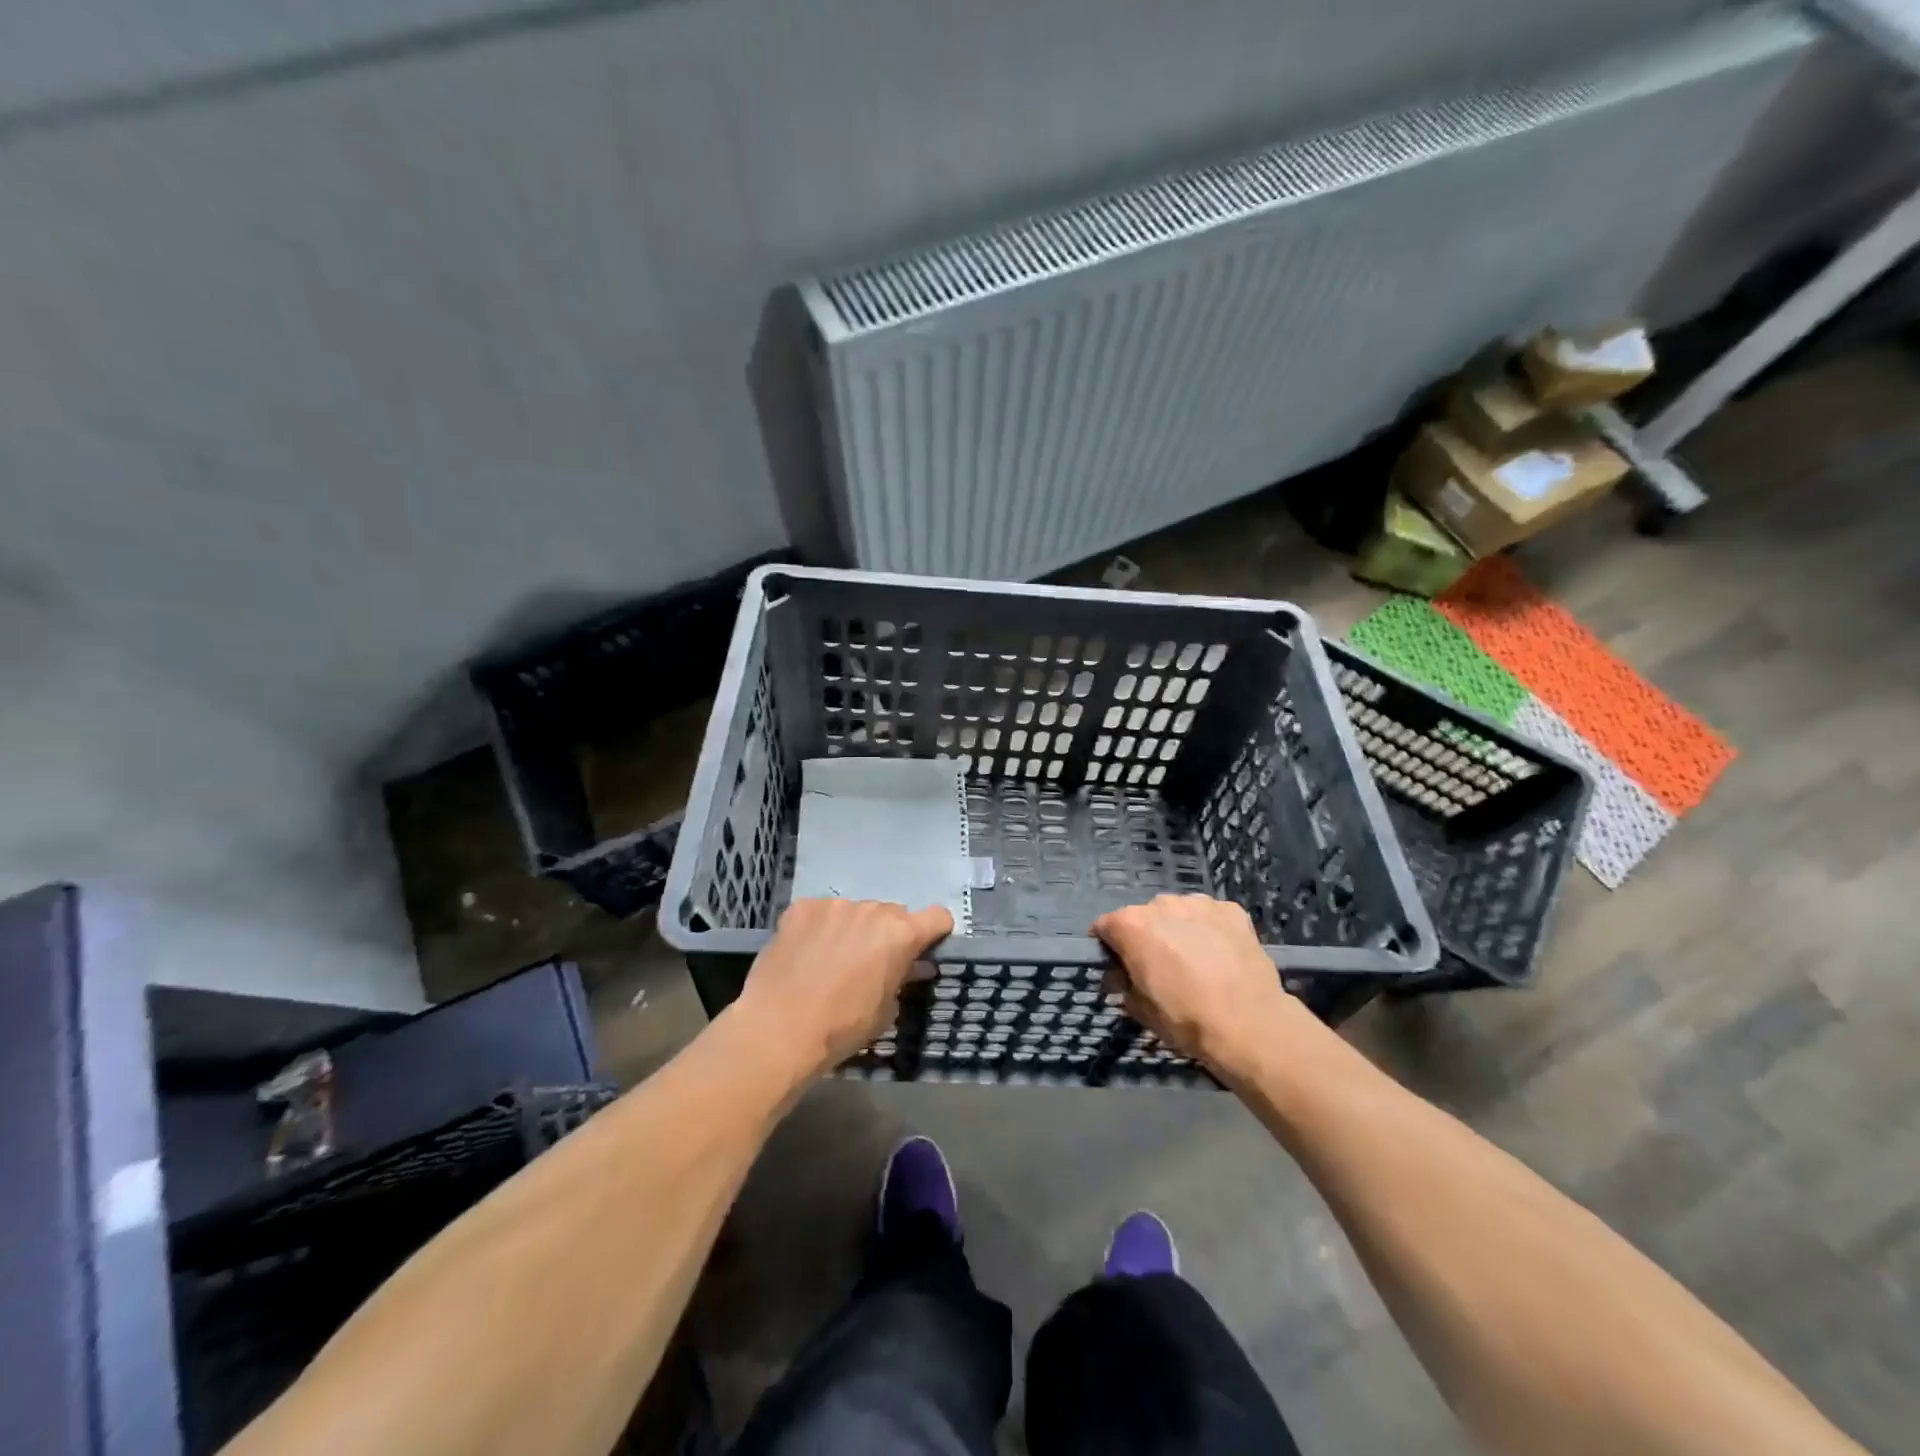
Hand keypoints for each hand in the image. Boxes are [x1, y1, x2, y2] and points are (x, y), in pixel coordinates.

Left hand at [728, 897, 953, 1083]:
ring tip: (830, 960)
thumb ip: (901, 979)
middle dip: (887, 934)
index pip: (937, 916)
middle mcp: (872, 910)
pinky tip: (804, 953)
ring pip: (854, 911)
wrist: (778, 1030)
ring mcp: (834, 905)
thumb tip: (910, 967)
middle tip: (869, 963)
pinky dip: (819, 928)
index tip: (922, 949)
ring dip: (851, 929)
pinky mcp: (801, 907)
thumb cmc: (842, 1028)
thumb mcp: (885, 1011)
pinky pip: (820, 912)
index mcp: (900, 934)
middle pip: (892, 913)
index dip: (934, 932)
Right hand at [1093, 894, 1318, 1075]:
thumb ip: (1124, 985)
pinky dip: (1210, 930)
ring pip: (1179, 912)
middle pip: (1144, 916)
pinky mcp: (1231, 910)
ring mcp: (1199, 903)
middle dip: (1147, 936)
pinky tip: (1221, 955)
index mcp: (1131, 925)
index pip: (1105, 926)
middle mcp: (1161, 904)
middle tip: (1160, 966)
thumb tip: (1122, 977)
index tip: (1118, 965)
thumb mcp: (1141, 1010)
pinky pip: (1210, 916)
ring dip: (1179, 929)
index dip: (1108, 947)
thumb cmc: (1185, 1018)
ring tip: (1195, 959)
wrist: (1249, 1024)